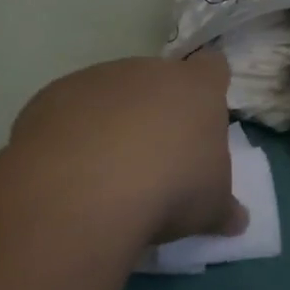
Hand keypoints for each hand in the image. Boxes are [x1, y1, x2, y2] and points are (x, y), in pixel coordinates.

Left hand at [7, 55, 246, 242]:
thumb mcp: (210, 208)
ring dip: (111, 121)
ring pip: (110, 93)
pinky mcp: (52, 95)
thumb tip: (238, 221)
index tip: (202, 115)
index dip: (209, 87)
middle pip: (158, 80)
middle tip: (154, 156)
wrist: (85, 191)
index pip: (213, 67)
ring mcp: (98, 78)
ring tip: (104, 171)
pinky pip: (68, 111)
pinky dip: (71, 133)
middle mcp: (149, 71)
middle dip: (156, 110)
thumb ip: (224, 207)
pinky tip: (67, 172)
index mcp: (196, 88)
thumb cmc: (170, 189)